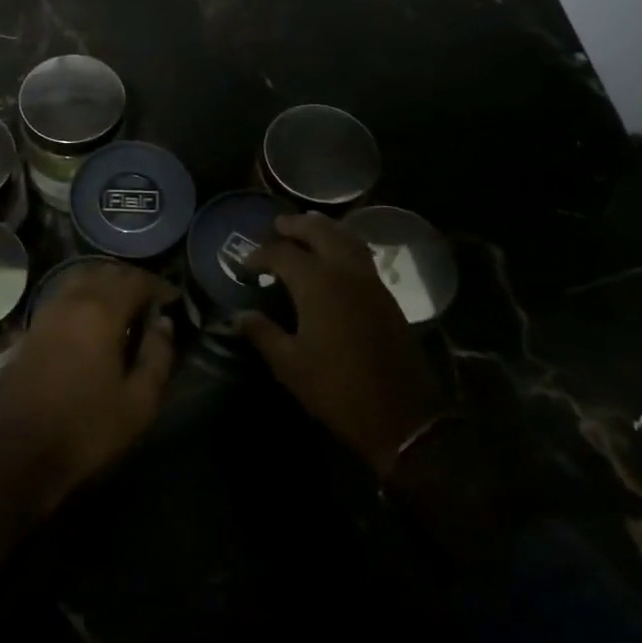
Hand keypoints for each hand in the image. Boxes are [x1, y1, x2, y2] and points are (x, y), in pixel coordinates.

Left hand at [0, 262, 174, 570]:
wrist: (25, 452)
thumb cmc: (89, 428)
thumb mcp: (140, 400)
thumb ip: (158, 355)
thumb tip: (163, 323)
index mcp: (100, 312)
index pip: (134, 280)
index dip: (158, 285)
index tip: (172, 299)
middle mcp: (71, 301)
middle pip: (105, 272)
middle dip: (131, 280)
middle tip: (150, 300)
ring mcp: (47, 312)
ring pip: (80, 278)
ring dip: (105, 283)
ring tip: (124, 306)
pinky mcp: (32, 327)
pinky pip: (63, 295)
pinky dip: (83, 295)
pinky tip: (93, 320)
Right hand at [238, 213, 454, 479]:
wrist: (402, 417)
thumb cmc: (337, 389)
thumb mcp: (289, 365)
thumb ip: (262, 333)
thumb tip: (239, 316)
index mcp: (317, 283)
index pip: (282, 253)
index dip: (259, 255)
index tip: (244, 266)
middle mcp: (345, 272)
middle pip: (319, 231)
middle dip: (295, 226)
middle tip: (276, 225)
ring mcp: (370, 281)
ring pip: (346, 238)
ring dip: (324, 229)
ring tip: (307, 228)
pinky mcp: (386, 296)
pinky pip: (361, 255)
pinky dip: (344, 244)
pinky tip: (334, 257)